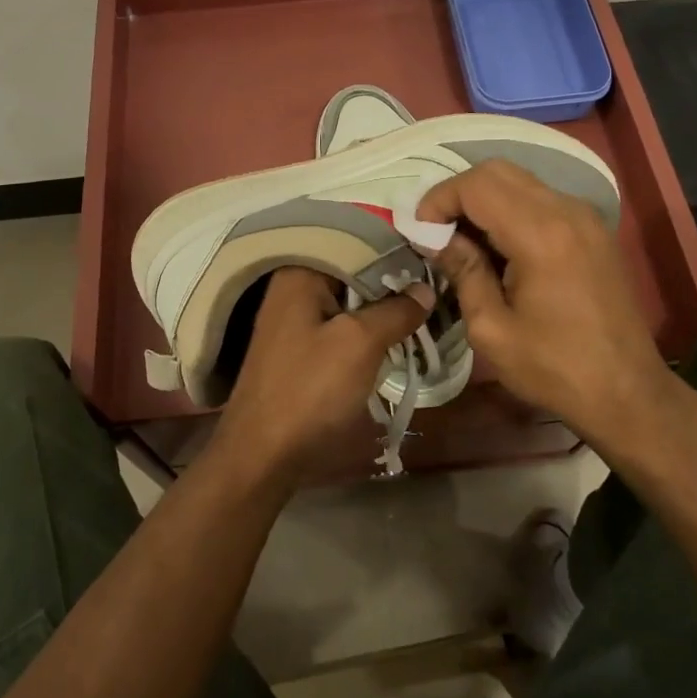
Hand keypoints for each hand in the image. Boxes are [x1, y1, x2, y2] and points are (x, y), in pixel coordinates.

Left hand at [212, 267, 431, 488]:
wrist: (262, 455)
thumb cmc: (309, 390)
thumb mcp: (360, 344)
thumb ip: (395, 310)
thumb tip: (425, 289)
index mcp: (300, 272)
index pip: (356, 241)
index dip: (395, 249)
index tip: (432, 257)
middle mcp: (293, 286)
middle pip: (352, 270)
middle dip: (391, 279)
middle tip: (435, 283)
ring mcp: (293, 318)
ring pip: (348, 299)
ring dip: (381, 306)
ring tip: (424, 306)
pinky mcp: (298, 347)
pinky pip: (339, 322)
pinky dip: (365, 326)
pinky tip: (394, 333)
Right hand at [417, 159, 677, 438]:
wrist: (628, 392)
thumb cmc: (554, 368)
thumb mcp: (491, 329)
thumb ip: (463, 271)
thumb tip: (435, 237)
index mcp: (540, 234)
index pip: (476, 185)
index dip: (439, 200)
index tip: (420, 232)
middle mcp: (566, 211)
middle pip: (498, 171)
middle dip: (459, 193)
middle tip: (438, 233)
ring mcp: (585, 216)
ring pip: (520, 180)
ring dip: (485, 200)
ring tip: (465, 241)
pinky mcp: (593, 229)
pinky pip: (541, 198)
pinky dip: (511, 208)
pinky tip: (500, 247)